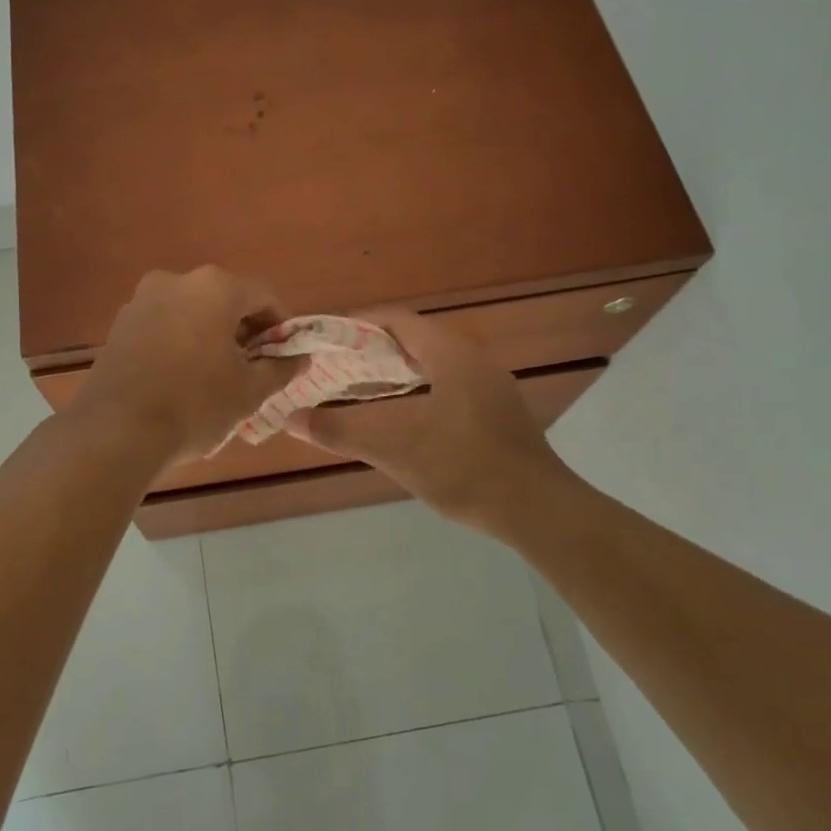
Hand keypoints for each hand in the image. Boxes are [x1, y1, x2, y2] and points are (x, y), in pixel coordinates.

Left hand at [70, 267, 300, 467]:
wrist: (116, 430)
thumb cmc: (194, 404)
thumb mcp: (248, 391)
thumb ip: (280, 369)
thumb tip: (300, 359)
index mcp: (214, 287)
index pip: (263, 295)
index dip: (281, 325)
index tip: (285, 355)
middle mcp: (176, 281)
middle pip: (225, 299)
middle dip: (244, 329)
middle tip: (254, 367)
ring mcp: (142, 300)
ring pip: (192, 311)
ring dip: (211, 335)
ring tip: (218, 375)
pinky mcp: (120, 324)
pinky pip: (164, 325)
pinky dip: (181, 341)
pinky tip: (183, 377)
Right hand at [285, 308, 567, 534]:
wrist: (538, 510)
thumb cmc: (465, 470)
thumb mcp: (396, 450)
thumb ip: (342, 431)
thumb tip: (292, 418)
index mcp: (451, 355)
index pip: (396, 319)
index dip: (357, 324)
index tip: (324, 339)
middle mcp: (473, 360)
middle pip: (414, 339)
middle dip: (371, 349)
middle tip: (334, 367)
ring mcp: (490, 386)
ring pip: (433, 363)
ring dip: (395, 371)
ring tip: (358, 389)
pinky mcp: (498, 411)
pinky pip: (449, 383)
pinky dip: (418, 389)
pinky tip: (402, 416)